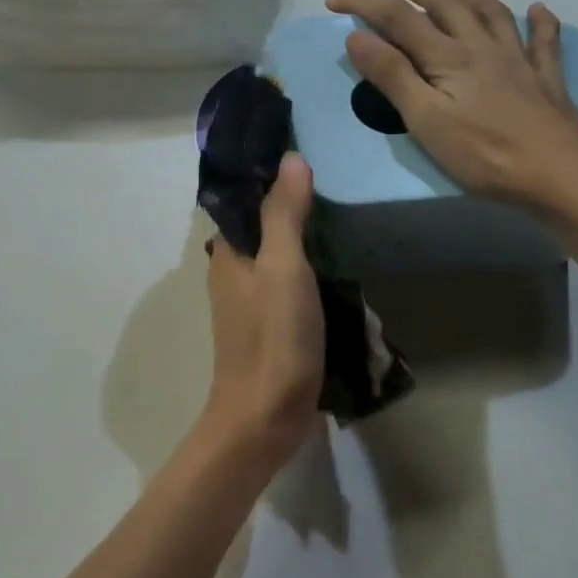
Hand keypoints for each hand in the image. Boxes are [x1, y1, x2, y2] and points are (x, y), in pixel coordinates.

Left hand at [204, 153, 324, 463]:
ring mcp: (252, 305)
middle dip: (300, 215)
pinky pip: (294, 292)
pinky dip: (316, 282)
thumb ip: (284, 214)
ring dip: (312, 250)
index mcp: (228, 253)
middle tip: (341, 195)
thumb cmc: (273, 337)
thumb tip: (291, 158)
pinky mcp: (273, 330)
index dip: (272, 180)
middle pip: (267, 231)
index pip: (246, 202)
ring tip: (350, 230)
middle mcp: (234, 274)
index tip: (310, 159)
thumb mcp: (283, 267)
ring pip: (283, 262)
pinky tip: (345, 280)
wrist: (266, 418)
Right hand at [326, 0, 577, 215]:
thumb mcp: (424, 119)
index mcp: (447, 56)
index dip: (364, 3)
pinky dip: (540, 21)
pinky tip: (539, 10)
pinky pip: (544, 41)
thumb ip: (391, 75)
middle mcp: (481, 46)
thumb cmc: (484, 153)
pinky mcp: (545, 79)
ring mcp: (518, 59)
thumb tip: (357, 36)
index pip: (398, 18)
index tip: (335, 1)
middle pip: (445, 4)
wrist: (560, 174)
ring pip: (491, 12)